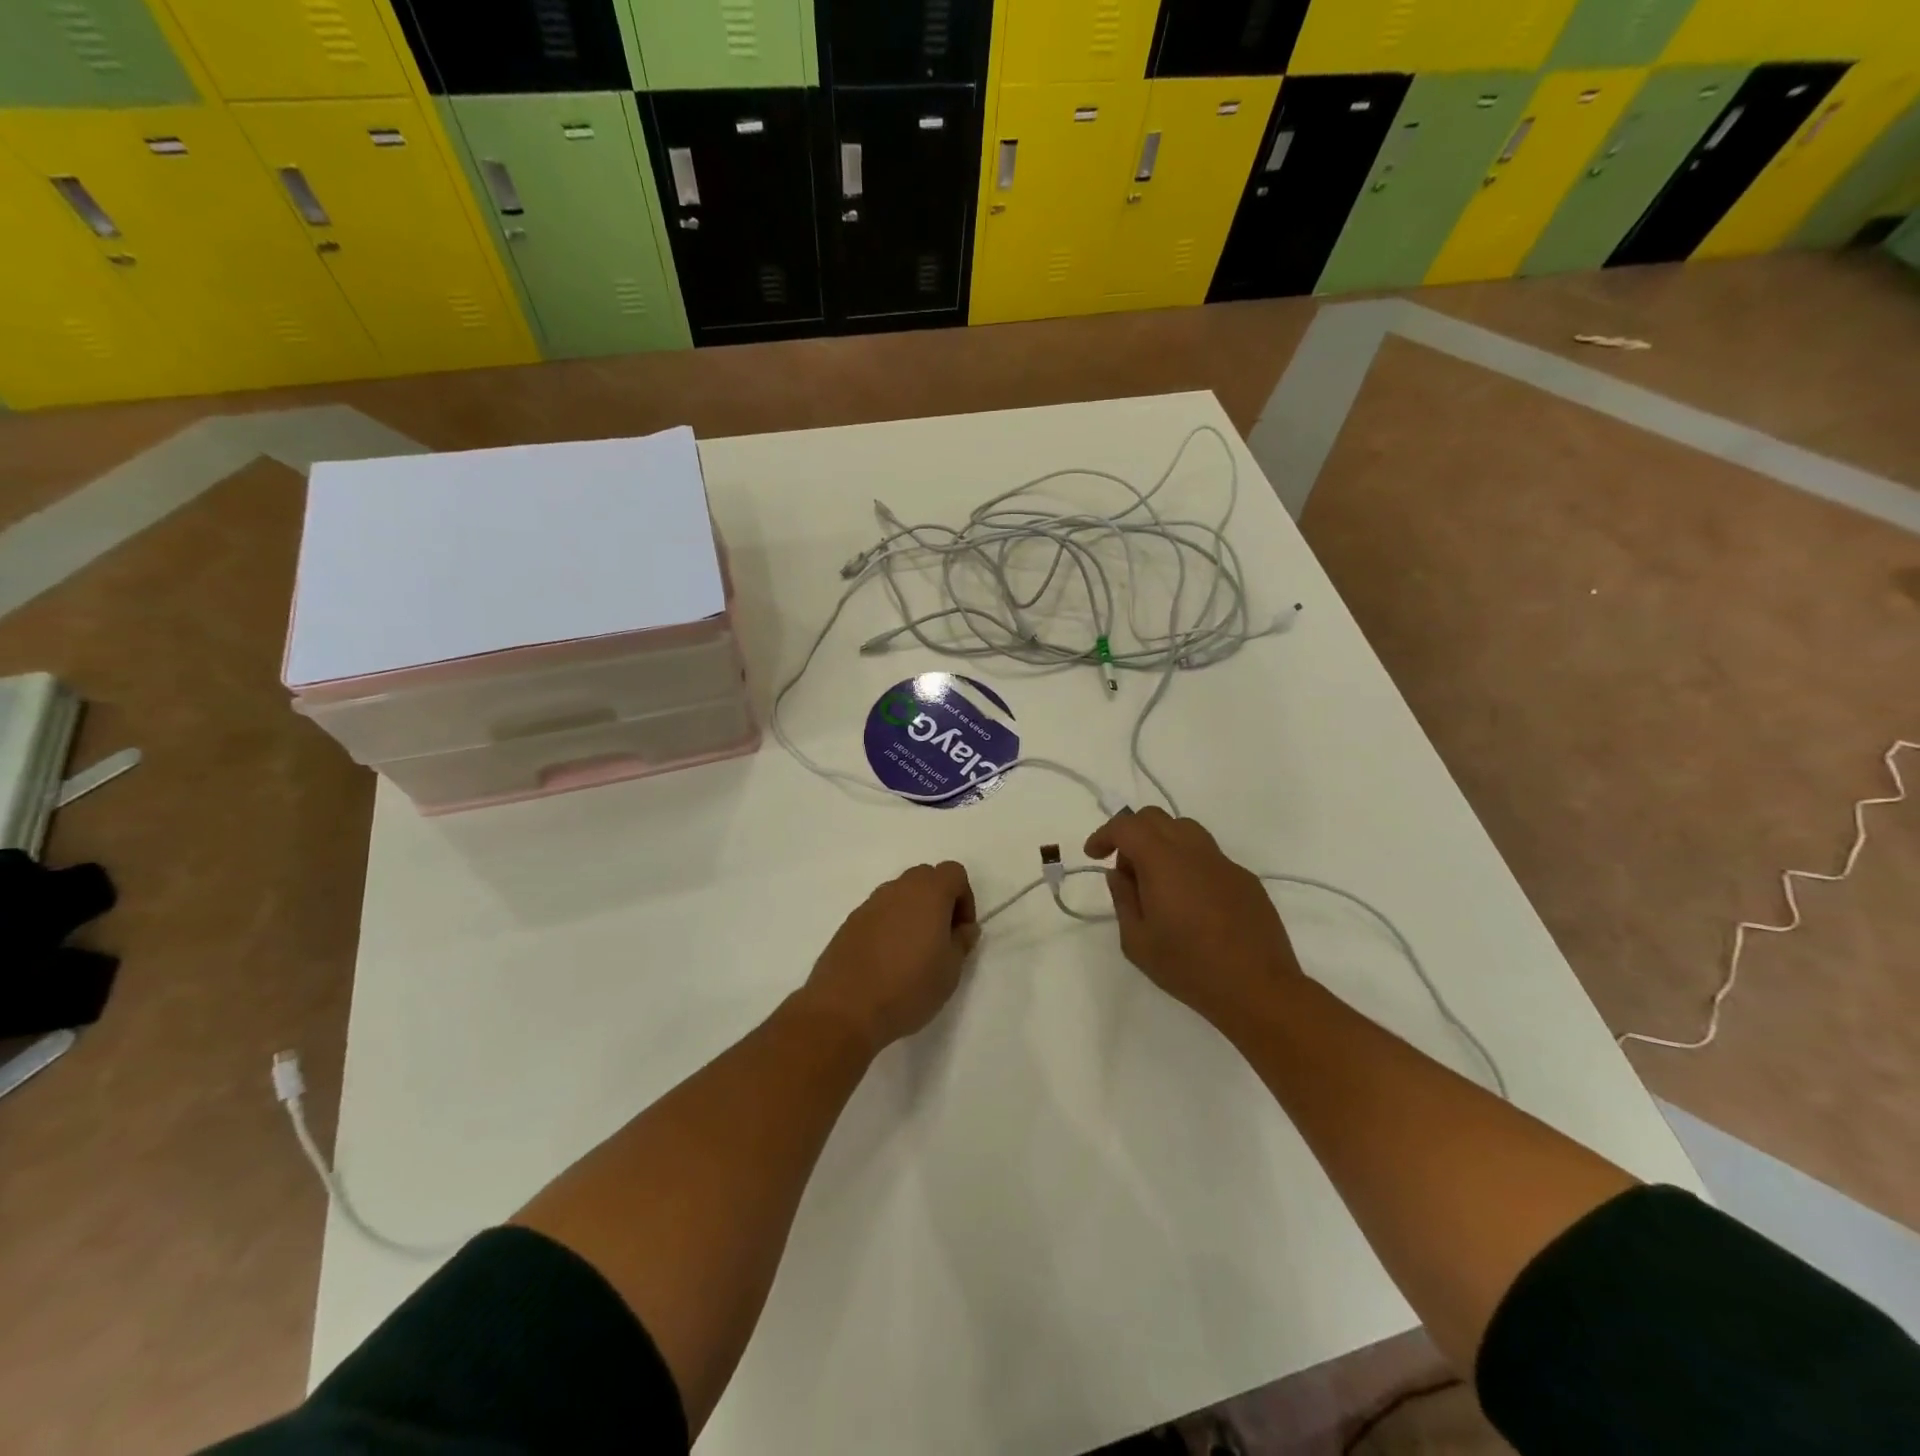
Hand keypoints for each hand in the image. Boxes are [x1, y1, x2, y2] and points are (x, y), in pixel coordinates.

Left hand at [803, 862, 979, 1054]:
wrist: (844, 1009)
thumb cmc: (908, 988)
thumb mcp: (950, 970)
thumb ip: (961, 942)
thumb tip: (964, 928)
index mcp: (928, 893)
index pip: (953, 872)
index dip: (964, 898)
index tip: (961, 931)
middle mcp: (897, 889)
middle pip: (925, 878)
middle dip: (938, 901)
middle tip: (940, 939)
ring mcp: (869, 904)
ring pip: (900, 895)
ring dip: (912, 913)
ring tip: (912, 953)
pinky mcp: (849, 923)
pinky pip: (878, 913)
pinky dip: (889, 926)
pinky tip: (887, 961)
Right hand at [1085, 808, 1301, 1028]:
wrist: (1258, 988)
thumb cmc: (1189, 967)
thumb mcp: (1137, 941)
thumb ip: (1123, 899)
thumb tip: (1120, 875)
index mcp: (1163, 861)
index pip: (1127, 827)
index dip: (1104, 835)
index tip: (1094, 855)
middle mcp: (1194, 851)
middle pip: (1156, 818)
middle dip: (1131, 833)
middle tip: (1125, 869)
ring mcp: (1224, 863)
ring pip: (1185, 830)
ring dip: (1161, 843)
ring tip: (1156, 881)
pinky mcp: (1245, 879)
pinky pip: (1208, 856)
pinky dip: (1188, 864)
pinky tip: (1190, 901)